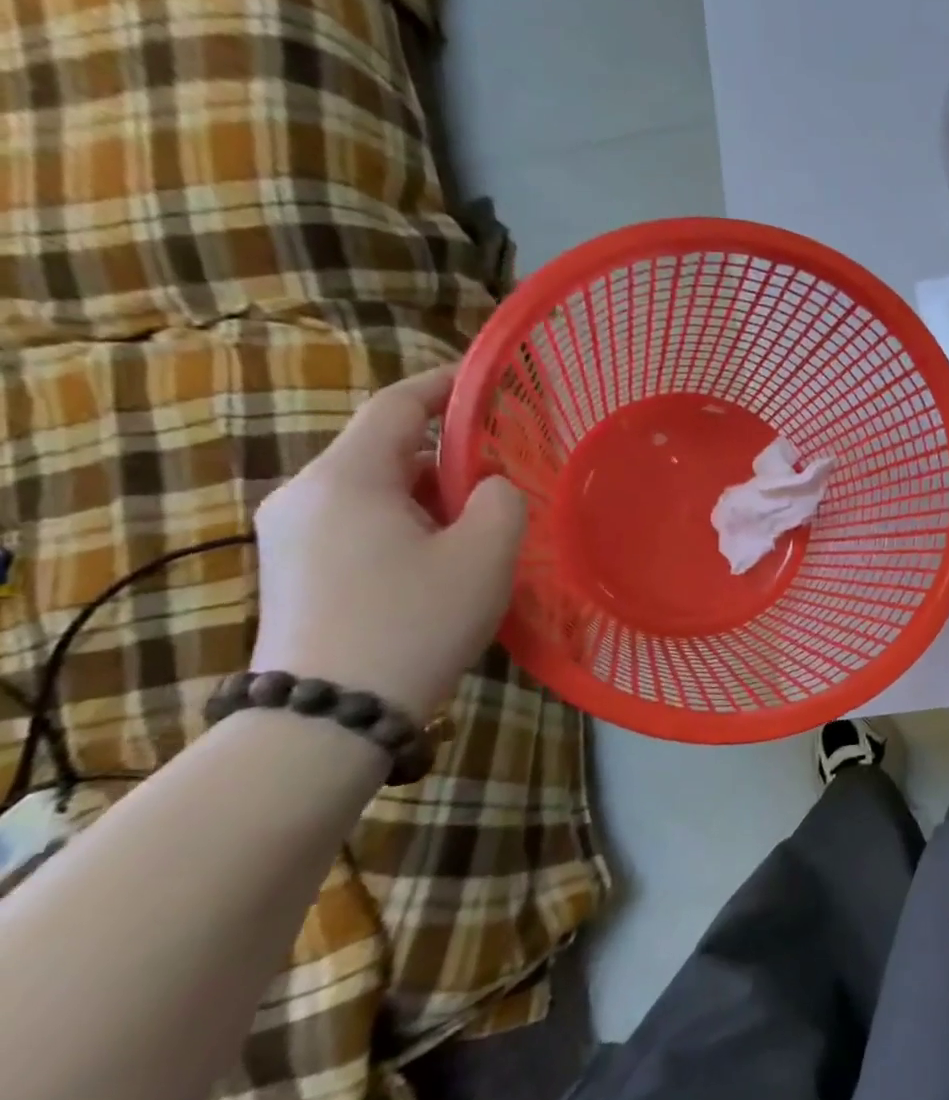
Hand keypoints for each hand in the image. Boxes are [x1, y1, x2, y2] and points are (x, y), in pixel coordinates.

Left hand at [249, 368, 526, 720]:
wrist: (330, 717)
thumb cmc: (415, 622)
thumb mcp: (486, 554)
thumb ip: (503, 499)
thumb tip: (490, 487)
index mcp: (347, 478)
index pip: (397, 407)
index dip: (444, 387)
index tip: (487, 382)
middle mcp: (305, 494)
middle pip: (387, 450)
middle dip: (449, 456)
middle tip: (505, 479)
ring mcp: (291, 534)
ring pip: (375, 490)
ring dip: (430, 496)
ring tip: (480, 529)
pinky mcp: (293, 568)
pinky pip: (358, 522)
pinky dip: (405, 523)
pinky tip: (438, 561)